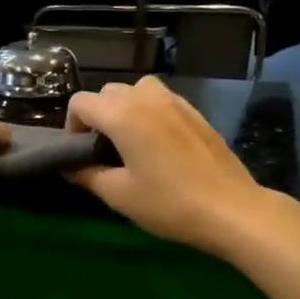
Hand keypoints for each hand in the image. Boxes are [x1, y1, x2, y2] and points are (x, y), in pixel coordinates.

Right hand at [65, 77, 271, 255]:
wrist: (230, 208)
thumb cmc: (168, 203)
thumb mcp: (119, 195)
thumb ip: (88, 175)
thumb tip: (69, 167)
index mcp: (122, 114)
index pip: (81, 103)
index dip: (72, 126)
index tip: (80, 153)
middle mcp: (146, 98)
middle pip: (108, 92)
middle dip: (97, 116)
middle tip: (103, 152)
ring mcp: (174, 101)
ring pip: (136, 90)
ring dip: (125, 108)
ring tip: (130, 142)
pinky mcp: (195, 112)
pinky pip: (161, 99)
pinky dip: (149, 111)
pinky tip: (159, 144)